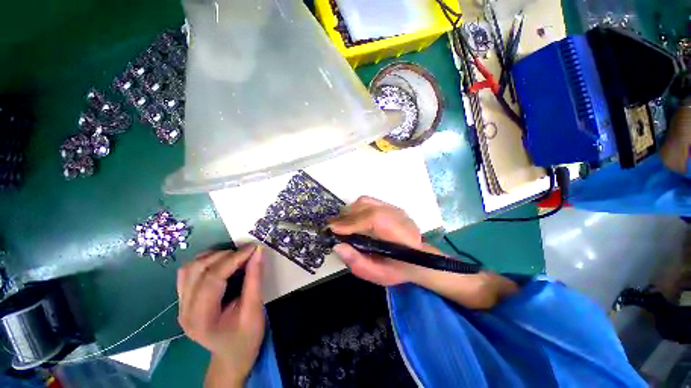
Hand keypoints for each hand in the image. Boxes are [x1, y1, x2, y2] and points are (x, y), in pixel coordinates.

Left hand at [177, 245, 264, 386]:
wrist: (232, 355)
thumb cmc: (246, 337)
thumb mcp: (254, 310)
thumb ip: (254, 279)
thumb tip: (257, 252)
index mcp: (201, 318)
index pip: (212, 279)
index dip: (234, 259)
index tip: (253, 248)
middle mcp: (184, 310)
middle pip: (197, 270)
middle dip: (224, 255)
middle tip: (247, 253)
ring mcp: (181, 304)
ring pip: (189, 268)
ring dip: (213, 256)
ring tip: (235, 256)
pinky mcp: (184, 300)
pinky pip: (189, 273)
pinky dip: (206, 262)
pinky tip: (222, 263)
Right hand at [329, 196, 517, 308]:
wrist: (419, 258)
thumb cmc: (399, 270)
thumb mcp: (378, 275)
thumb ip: (357, 262)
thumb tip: (337, 245)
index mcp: (400, 235)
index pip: (373, 220)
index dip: (351, 223)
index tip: (332, 230)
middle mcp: (399, 216)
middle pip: (367, 208)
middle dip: (346, 217)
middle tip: (333, 228)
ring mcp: (395, 208)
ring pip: (366, 202)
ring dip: (350, 212)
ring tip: (341, 224)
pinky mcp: (391, 206)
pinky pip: (368, 201)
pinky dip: (356, 208)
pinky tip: (352, 218)